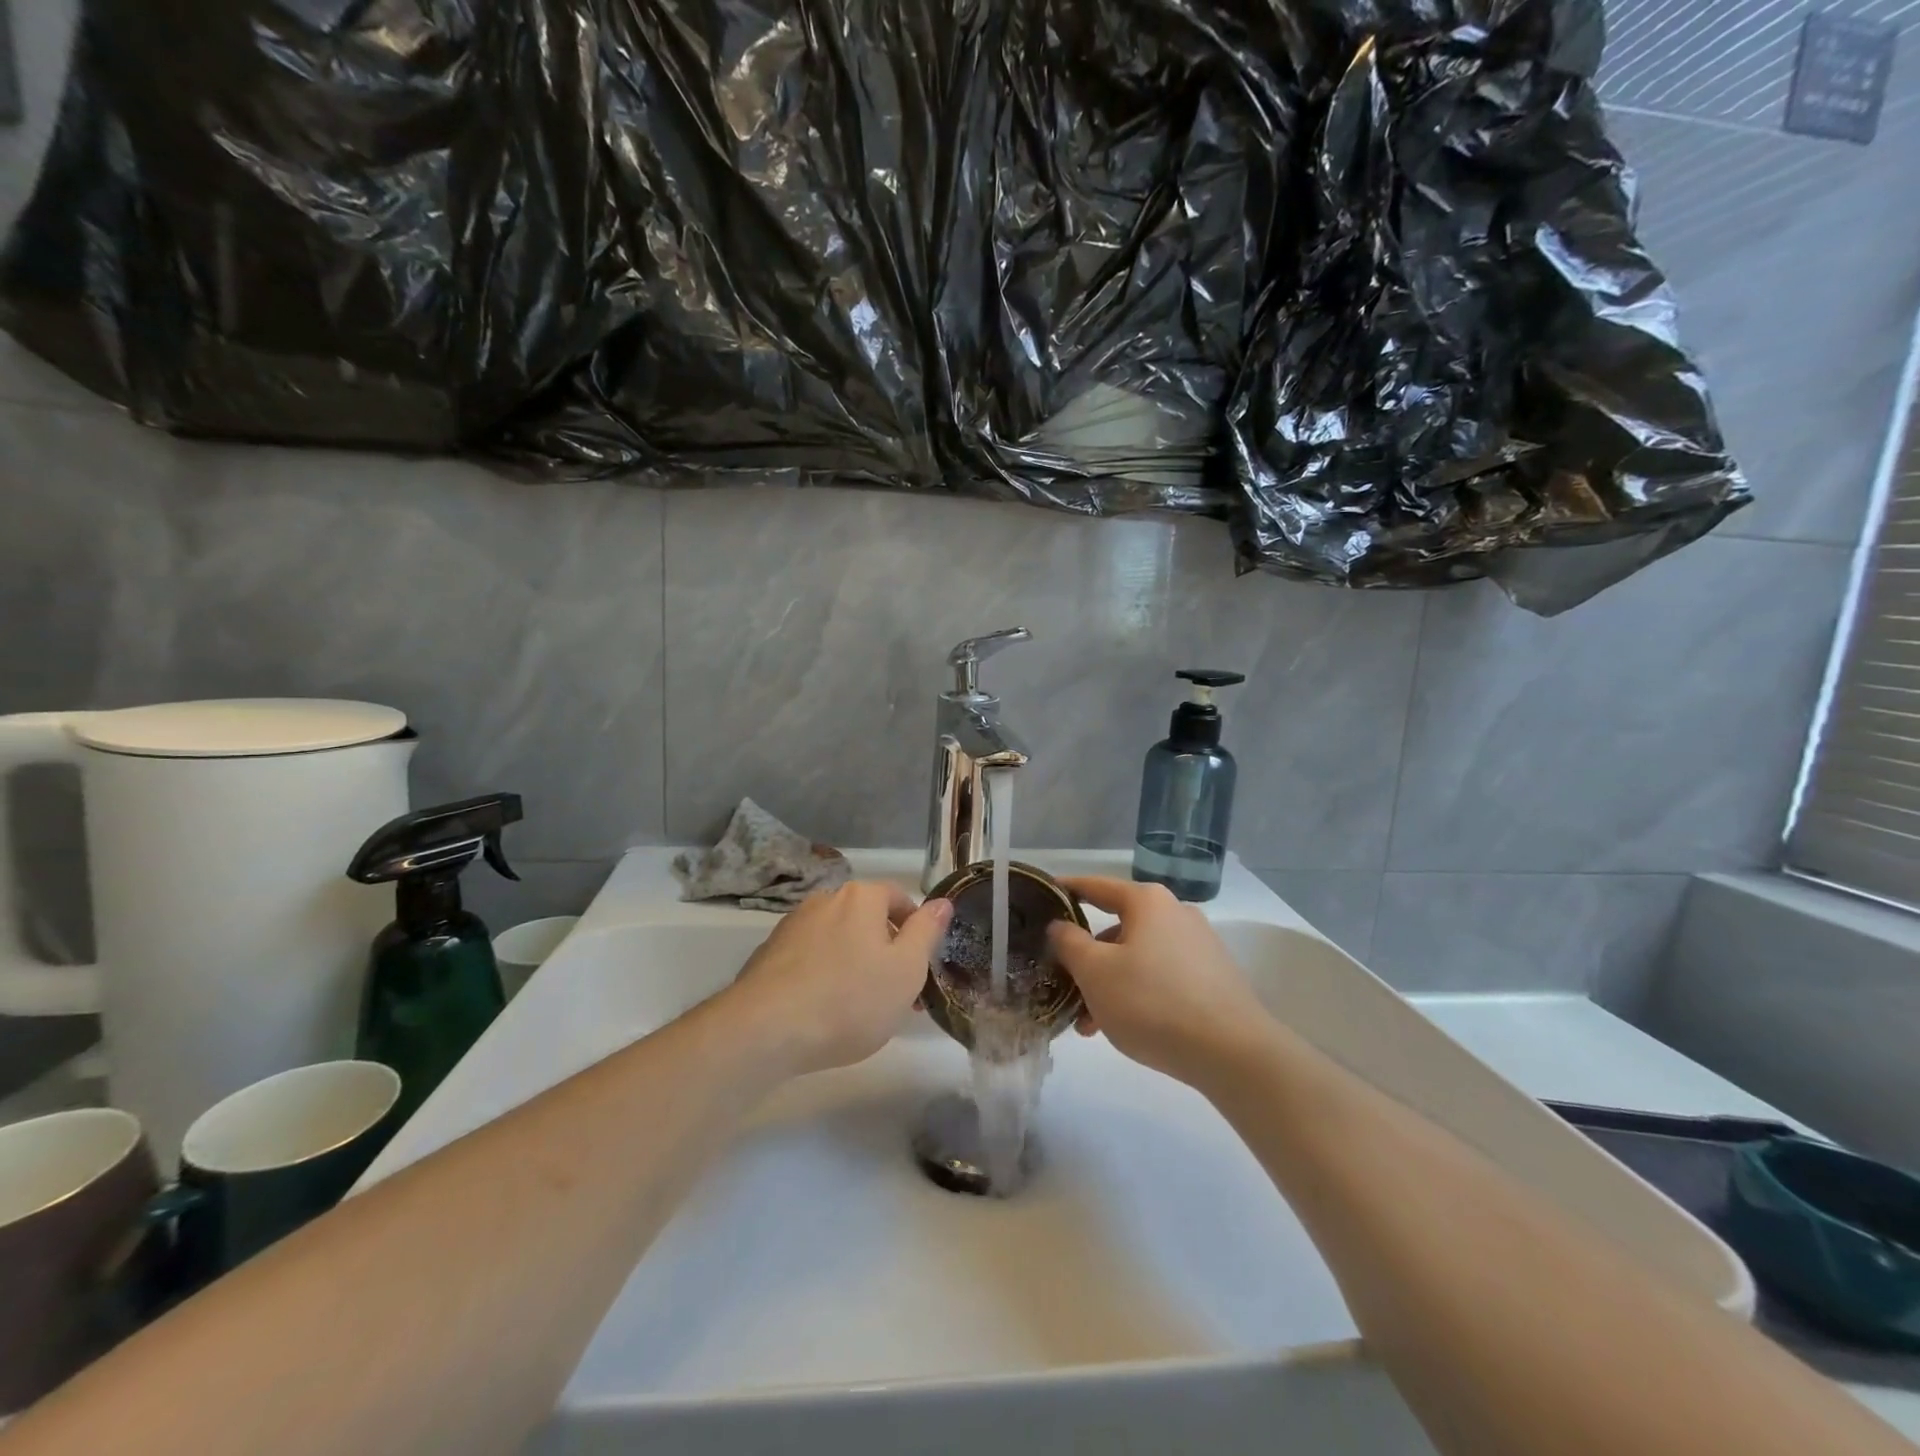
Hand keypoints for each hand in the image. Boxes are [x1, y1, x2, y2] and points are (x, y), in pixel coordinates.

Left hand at [723, 881, 951, 1076]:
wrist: (765, 1030)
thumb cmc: (849, 999)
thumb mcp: (906, 970)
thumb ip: (927, 932)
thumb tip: (941, 902)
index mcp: (861, 896)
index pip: (898, 897)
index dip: (916, 929)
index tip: (920, 967)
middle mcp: (825, 899)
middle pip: (867, 919)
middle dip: (886, 950)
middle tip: (897, 995)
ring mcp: (792, 925)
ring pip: (838, 939)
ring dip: (855, 963)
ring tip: (860, 1009)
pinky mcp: (768, 954)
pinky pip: (810, 958)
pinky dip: (824, 975)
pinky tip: (824, 1011)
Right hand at [1048, 877, 1273, 1085]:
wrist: (1233, 1053)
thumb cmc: (1152, 1002)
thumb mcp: (1095, 972)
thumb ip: (1069, 943)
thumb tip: (1061, 925)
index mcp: (1148, 902)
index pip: (1097, 886)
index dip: (1067, 890)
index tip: (1043, 896)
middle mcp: (1176, 914)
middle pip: (1117, 928)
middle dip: (1087, 958)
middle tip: (1062, 983)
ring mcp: (1199, 946)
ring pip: (1138, 957)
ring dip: (1109, 983)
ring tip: (1088, 1024)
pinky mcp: (1213, 979)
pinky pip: (1161, 977)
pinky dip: (1137, 993)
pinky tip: (1122, 1027)